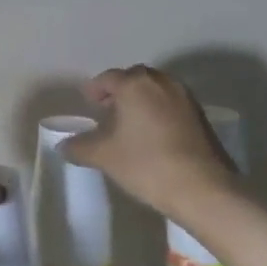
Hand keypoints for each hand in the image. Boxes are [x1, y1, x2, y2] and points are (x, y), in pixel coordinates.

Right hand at [64, 66, 238, 219]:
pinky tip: (151, 133)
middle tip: (106, 108)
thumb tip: (64, 145)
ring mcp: (185, 97)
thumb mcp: (103, 156)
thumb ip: (79, 147)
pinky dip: (158, 110)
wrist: (202, 187)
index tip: (87, 101)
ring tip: (128, 122)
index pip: (108, 78)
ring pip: (156, 89)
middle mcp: (162, 82)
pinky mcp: (200, 116)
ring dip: (140, 99)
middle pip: (135, 78)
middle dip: (119, 90)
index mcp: (135, 85)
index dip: (95, 88)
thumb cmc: (146, 163)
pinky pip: (171, 103)